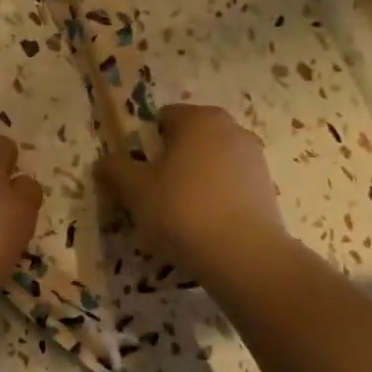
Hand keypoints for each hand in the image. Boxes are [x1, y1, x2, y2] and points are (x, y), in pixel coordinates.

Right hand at [96, 104, 291, 281]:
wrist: (241, 253)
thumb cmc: (181, 210)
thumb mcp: (134, 190)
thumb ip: (115, 169)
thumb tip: (106, 161)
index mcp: (198, 119)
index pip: (163, 118)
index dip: (143, 142)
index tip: (135, 172)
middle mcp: (231, 129)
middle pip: (188, 140)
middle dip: (168, 161)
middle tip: (151, 193)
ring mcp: (253, 158)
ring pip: (209, 163)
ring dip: (191, 180)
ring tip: (175, 214)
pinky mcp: (266, 187)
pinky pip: (227, 185)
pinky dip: (212, 197)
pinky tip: (200, 225)